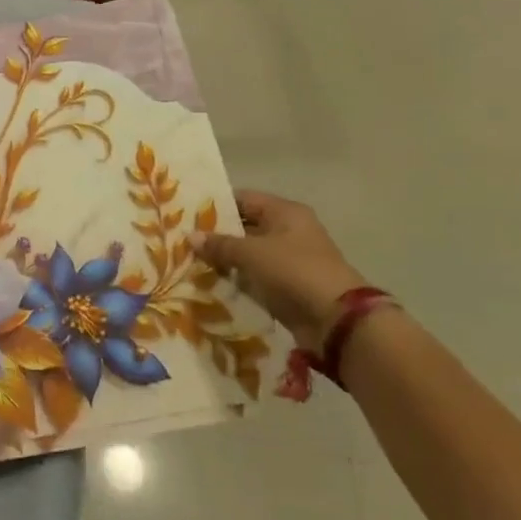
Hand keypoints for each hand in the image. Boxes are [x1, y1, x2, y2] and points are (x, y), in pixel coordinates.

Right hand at [193, 191, 362, 354]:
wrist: (337, 320)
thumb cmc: (293, 271)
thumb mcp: (251, 253)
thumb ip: (220, 244)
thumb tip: (190, 237)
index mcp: (285, 212)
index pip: (243, 199)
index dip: (216, 205)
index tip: (187, 214)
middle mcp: (289, 231)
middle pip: (246, 227)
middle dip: (217, 235)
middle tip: (184, 241)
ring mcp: (290, 260)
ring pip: (249, 254)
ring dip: (226, 261)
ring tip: (191, 263)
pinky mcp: (288, 286)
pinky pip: (256, 277)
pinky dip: (238, 280)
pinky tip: (212, 284)